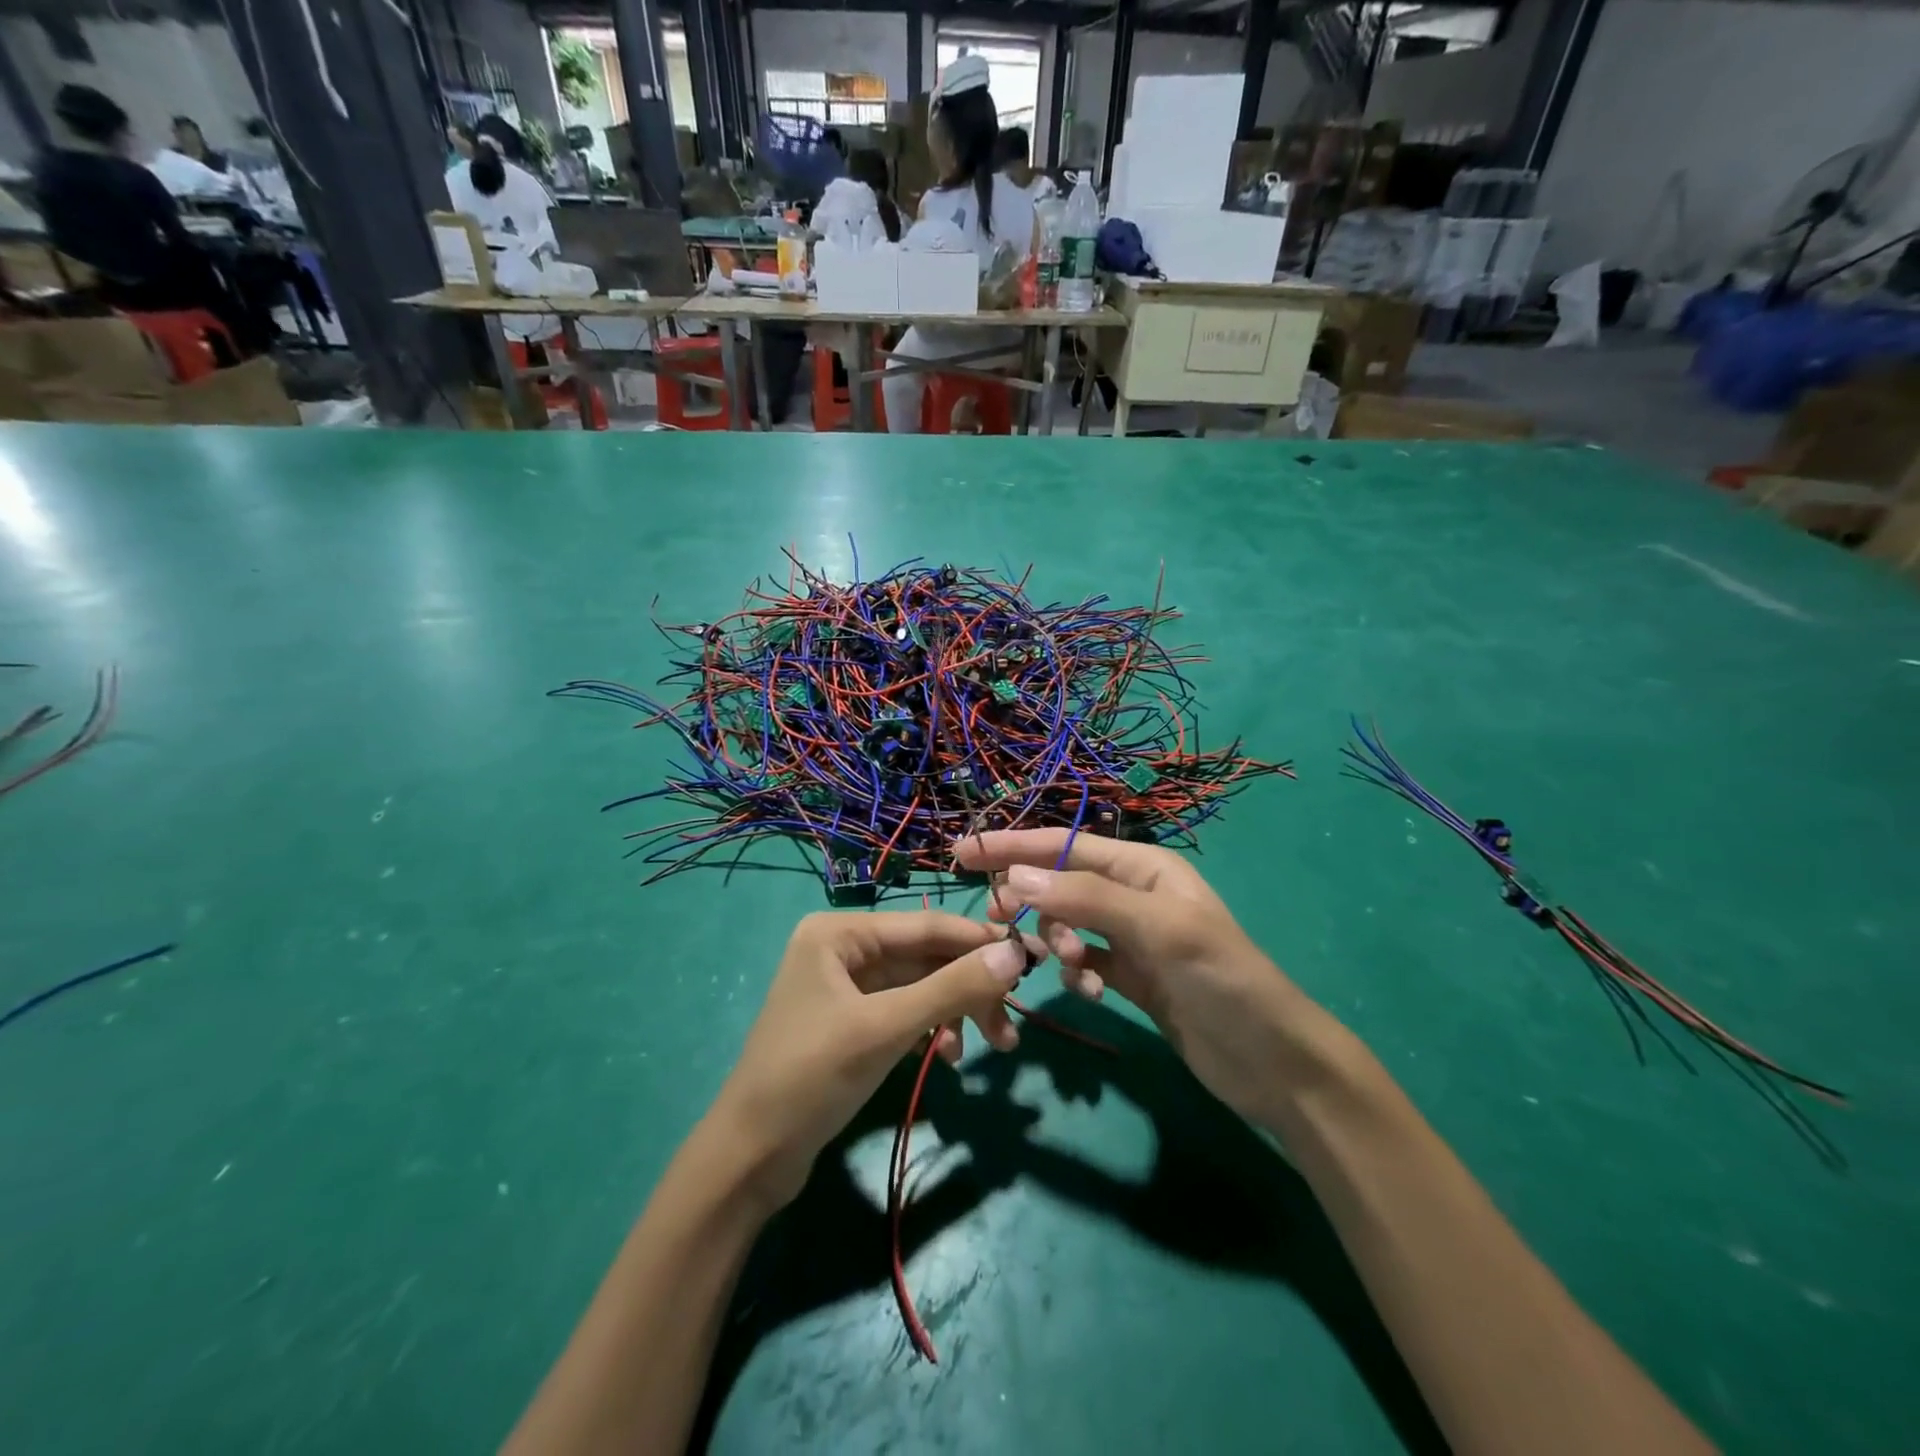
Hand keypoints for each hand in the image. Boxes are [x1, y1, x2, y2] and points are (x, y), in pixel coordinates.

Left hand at [709, 911, 1041, 1210]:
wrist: (751, 1158)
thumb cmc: (812, 1078)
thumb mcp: (886, 1029)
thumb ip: (952, 988)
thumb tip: (1015, 953)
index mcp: (839, 932)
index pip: (926, 926)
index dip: (980, 941)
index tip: (1033, 958)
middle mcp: (843, 948)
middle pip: (926, 957)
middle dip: (970, 988)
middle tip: (1013, 1021)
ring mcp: (846, 985)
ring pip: (920, 987)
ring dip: (956, 1013)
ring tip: (992, 1047)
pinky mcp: (852, 1021)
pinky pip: (906, 1011)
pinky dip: (931, 1030)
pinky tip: (947, 1058)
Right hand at [955, 830, 1331, 1127]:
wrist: (1272, 1062)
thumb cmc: (1222, 980)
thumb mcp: (1158, 930)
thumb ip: (1087, 900)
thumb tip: (1015, 878)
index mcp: (1144, 867)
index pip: (1064, 845)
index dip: (1012, 845)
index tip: (963, 853)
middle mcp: (1133, 894)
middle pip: (1060, 883)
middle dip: (1031, 900)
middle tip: (999, 923)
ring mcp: (1131, 936)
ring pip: (1067, 924)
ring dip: (1058, 942)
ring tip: (1071, 967)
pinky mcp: (1130, 975)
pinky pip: (1084, 960)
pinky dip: (1077, 972)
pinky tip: (1092, 992)